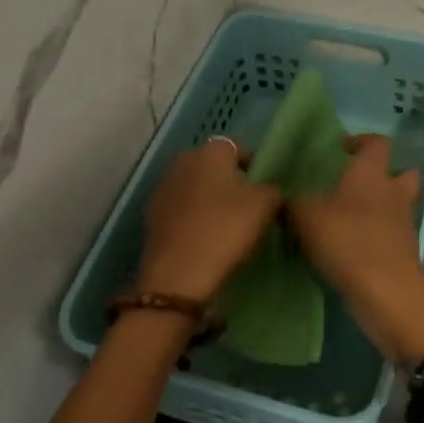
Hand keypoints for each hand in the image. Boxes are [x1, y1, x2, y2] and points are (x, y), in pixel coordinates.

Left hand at [136, 139, 283, 302]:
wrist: (179, 274)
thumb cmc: (226, 229)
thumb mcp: (266, 205)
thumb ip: (272, 189)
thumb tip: (267, 190)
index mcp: (210, 152)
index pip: (238, 147)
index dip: (254, 165)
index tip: (265, 187)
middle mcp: (182, 162)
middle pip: (213, 167)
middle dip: (229, 181)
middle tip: (248, 206)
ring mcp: (162, 189)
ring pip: (195, 188)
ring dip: (209, 200)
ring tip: (226, 224)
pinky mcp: (151, 216)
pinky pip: (181, 210)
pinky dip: (192, 218)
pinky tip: (204, 238)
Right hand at [287, 135, 423, 363]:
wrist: (385, 292)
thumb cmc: (346, 241)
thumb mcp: (304, 217)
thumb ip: (290, 200)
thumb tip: (280, 193)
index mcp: (371, 173)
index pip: (377, 142)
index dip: (360, 141)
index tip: (338, 151)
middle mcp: (393, 191)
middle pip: (400, 172)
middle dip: (382, 174)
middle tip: (353, 185)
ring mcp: (404, 222)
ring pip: (398, 203)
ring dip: (381, 205)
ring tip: (351, 217)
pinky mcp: (406, 249)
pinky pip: (393, 231)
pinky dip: (379, 233)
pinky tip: (354, 244)